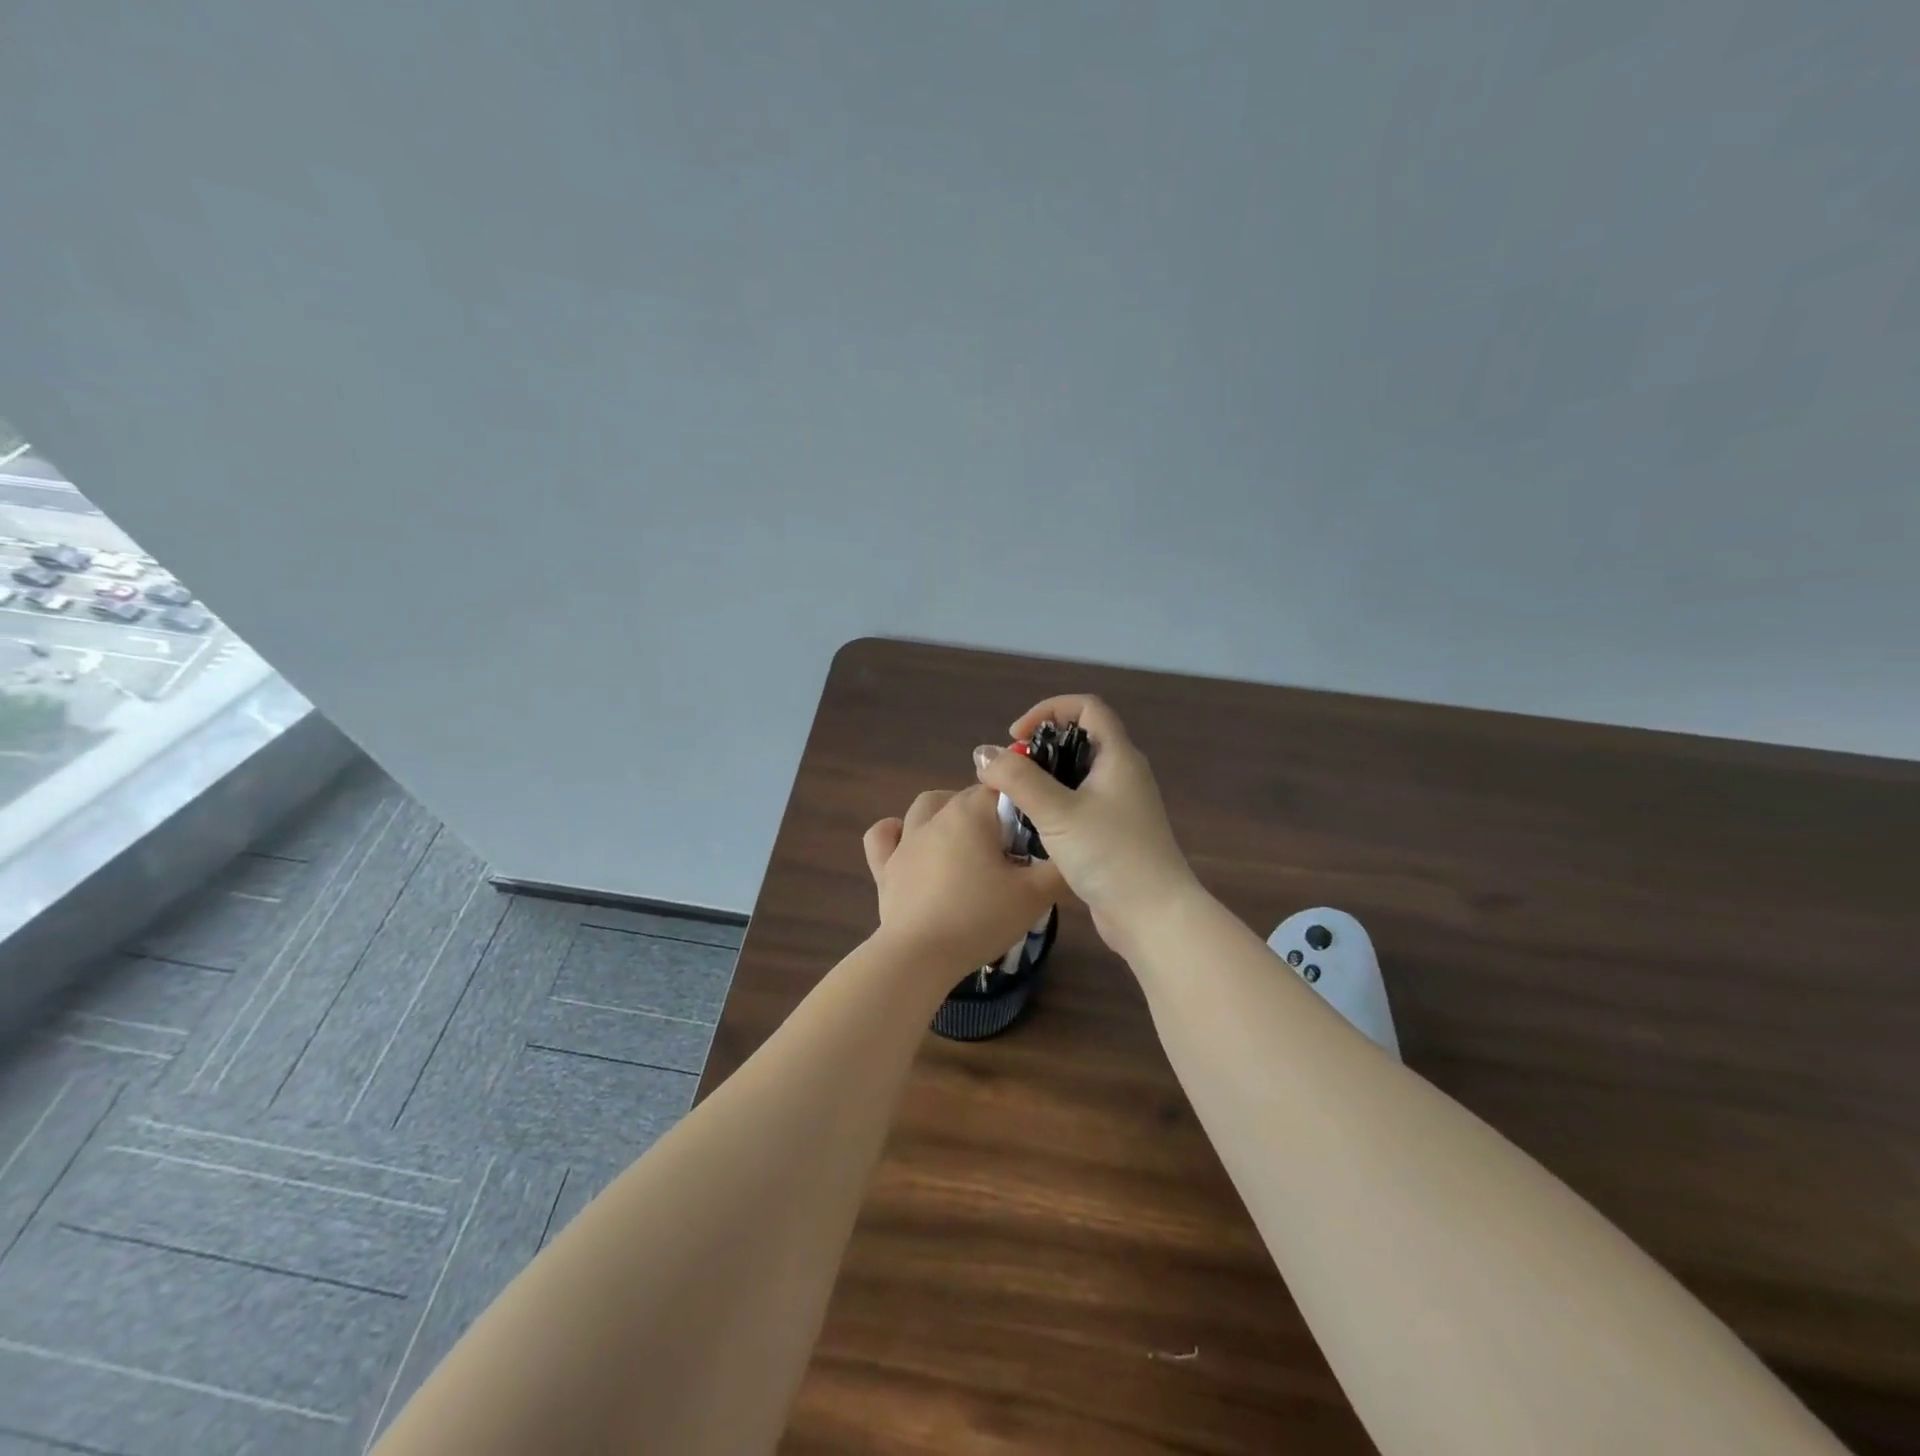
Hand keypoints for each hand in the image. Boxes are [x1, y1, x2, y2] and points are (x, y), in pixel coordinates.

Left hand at [863, 785, 1063, 976]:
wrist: (921, 956)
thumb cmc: (981, 918)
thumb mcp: (1035, 896)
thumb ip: (1059, 870)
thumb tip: (1072, 854)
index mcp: (971, 814)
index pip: (1000, 787)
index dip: (1021, 804)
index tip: (1034, 831)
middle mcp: (935, 817)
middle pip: (965, 796)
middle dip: (988, 811)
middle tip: (1007, 848)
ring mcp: (905, 841)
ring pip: (924, 806)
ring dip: (944, 812)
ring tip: (964, 839)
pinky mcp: (884, 868)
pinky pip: (882, 836)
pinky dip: (894, 832)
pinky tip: (907, 843)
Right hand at [972, 695, 1200, 960]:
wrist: (1153, 916)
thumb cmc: (1109, 854)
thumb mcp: (1057, 812)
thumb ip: (1018, 779)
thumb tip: (984, 754)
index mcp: (1118, 756)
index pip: (1086, 707)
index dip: (1049, 710)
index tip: (1018, 737)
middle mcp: (1123, 774)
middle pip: (1079, 740)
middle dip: (1040, 749)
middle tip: (1011, 773)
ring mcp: (1121, 806)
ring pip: (1076, 776)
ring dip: (1044, 780)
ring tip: (1016, 801)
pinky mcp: (1114, 834)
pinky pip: (1079, 805)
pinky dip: (1054, 806)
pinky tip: (1034, 829)